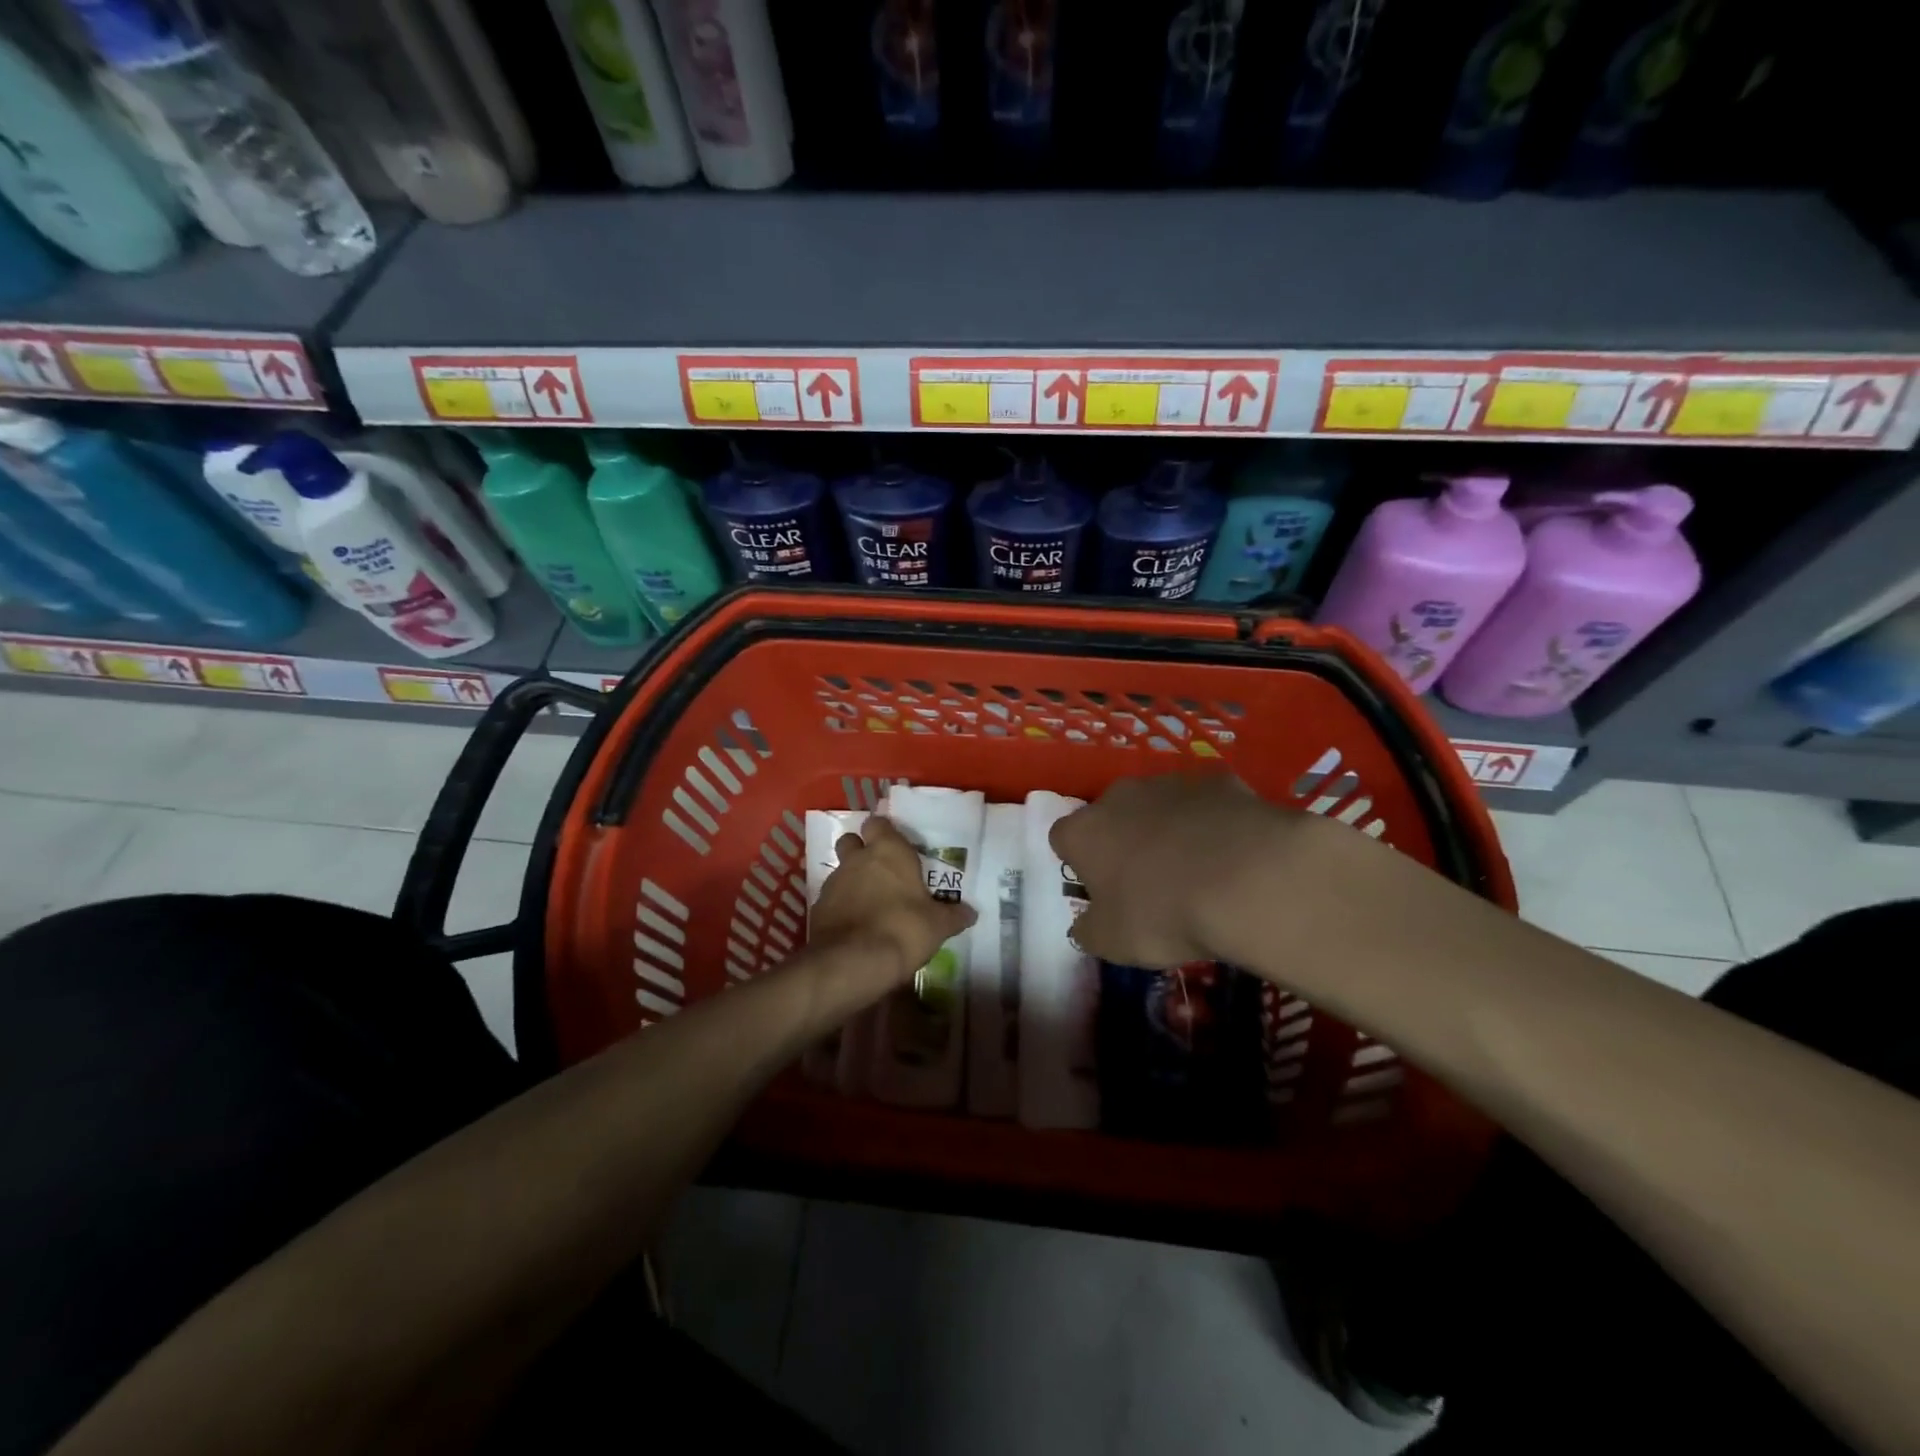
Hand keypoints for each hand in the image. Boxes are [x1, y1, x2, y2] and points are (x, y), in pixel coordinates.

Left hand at [807, 817, 975, 1007]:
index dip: (884, 832)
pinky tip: (856, 926)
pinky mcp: (818, 908)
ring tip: (871, 903)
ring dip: (852, 881)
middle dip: (861, 850)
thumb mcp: (938, 926)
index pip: (879, 823)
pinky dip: (841, 907)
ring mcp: (834, 882)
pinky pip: (832, 899)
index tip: (895, 846)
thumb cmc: (902, 929)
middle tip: (881, 871)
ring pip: (841, 870)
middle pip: (852, 841)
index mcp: (888, 851)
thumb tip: (971, 913)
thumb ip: (953, 916)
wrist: (852, 962)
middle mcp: (857, 859)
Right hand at [1050, 773, 1323, 968]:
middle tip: (1148, 882)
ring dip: (1167, 829)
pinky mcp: (1217, 780)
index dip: (1080, 863)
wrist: (1246, 878)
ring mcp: (1169, 783)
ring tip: (1196, 870)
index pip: (1063, 838)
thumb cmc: (1163, 913)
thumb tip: (1082, 927)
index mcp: (1084, 832)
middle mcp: (1119, 796)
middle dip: (1123, 841)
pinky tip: (1232, 853)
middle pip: (1111, 815)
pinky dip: (1211, 822)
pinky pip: (1204, 803)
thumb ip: (1089, 931)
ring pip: (1158, 805)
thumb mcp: (1113, 943)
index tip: (1101, 889)